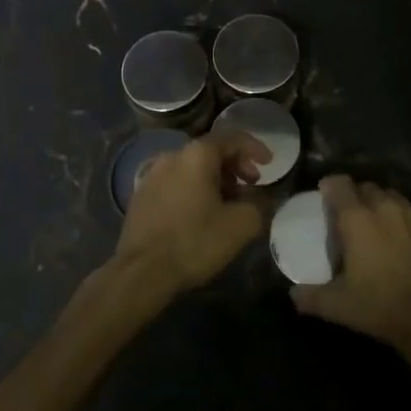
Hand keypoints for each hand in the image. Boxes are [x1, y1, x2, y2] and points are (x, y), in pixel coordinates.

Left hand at [114, 129, 272, 294]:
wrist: (141, 272)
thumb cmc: (194, 242)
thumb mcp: (240, 225)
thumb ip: (259, 204)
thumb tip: (260, 197)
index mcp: (196, 155)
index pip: (232, 138)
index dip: (254, 148)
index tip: (269, 164)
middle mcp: (172, 156)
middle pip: (210, 151)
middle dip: (235, 165)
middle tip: (251, 184)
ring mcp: (152, 174)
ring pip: (191, 167)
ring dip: (214, 178)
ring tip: (228, 202)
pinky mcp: (140, 195)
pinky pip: (175, 181)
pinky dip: (194, 188)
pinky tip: (200, 212)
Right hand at [290, 176, 410, 357]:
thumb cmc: (380, 306)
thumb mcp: (337, 306)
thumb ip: (310, 297)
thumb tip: (292, 294)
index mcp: (357, 218)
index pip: (339, 184)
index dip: (330, 186)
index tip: (324, 195)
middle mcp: (385, 207)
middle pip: (367, 187)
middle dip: (356, 196)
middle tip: (350, 216)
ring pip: (392, 197)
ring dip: (381, 205)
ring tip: (377, 225)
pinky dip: (405, 220)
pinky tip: (405, 240)